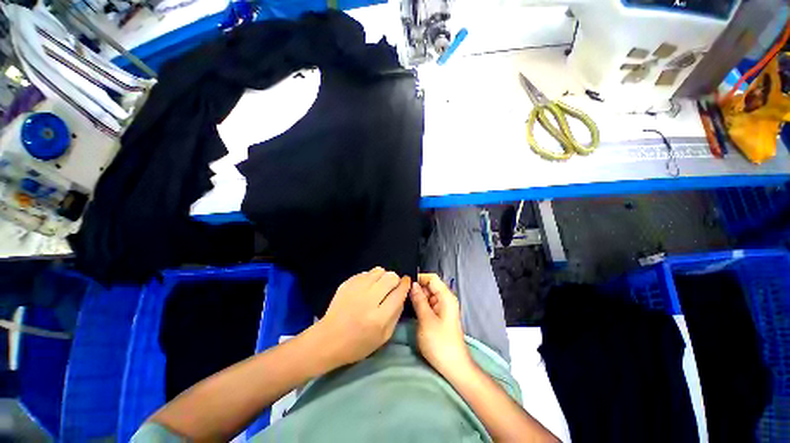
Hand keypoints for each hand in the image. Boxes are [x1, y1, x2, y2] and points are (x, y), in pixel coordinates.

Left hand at [316, 267, 409, 367]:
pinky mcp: (347, 284)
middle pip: (390, 277)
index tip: (406, 282)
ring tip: (379, 286)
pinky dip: (370, 278)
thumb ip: (396, 315)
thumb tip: (402, 295)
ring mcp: (356, 289)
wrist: (328, 340)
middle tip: (391, 287)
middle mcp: (368, 300)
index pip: (399, 292)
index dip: (405, 285)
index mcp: (379, 317)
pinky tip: (366, 287)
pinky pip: (365, 273)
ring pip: (378, 271)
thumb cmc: (357, 344)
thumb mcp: (383, 337)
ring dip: (383, 276)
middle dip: (395, 280)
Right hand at [409, 274, 472, 378]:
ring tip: (404, 300)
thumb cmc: (440, 343)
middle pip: (430, 286)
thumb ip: (419, 300)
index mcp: (446, 297)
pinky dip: (420, 304)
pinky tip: (411, 308)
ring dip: (417, 297)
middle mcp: (445, 299)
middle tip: (402, 293)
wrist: (453, 367)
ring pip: (428, 295)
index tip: (405, 283)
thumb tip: (412, 285)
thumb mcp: (426, 320)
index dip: (419, 278)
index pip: (432, 278)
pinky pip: (428, 304)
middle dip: (417, 288)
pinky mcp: (439, 316)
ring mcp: (442, 308)